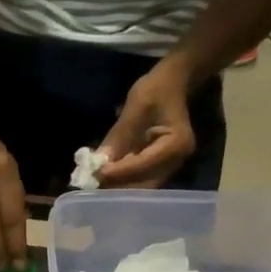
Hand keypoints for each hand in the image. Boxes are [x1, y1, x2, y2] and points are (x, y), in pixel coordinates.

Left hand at [98, 59, 196, 188]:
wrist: (174, 84)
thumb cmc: (156, 90)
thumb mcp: (136, 107)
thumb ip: (119, 136)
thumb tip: (97, 162)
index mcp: (176, 144)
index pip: (144, 164)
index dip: (120, 170)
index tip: (98, 173)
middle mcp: (176, 162)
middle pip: (144, 183)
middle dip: (118, 185)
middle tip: (93, 184)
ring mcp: (170, 167)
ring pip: (141, 186)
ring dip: (119, 187)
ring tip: (97, 184)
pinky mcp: (161, 168)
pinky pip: (141, 180)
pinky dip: (123, 181)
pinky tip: (106, 179)